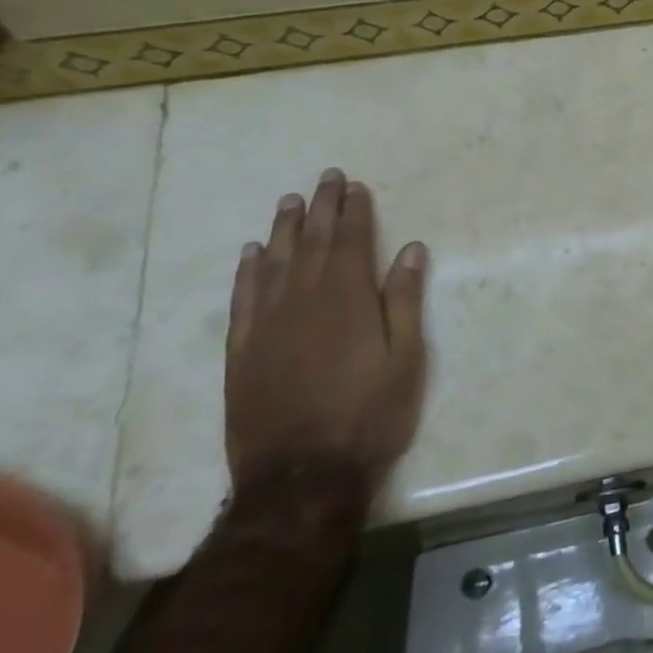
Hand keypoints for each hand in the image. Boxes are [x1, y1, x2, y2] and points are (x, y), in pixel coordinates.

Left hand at [225, 168, 428, 494]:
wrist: (302, 474)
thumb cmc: (369, 414)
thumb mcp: (406, 359)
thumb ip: (405, 301)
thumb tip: (410, 250)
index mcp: (348, 298)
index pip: (351, 241)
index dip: (354, 211)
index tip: (356, 186)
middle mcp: (304, 299)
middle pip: (312, 242)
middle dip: (321, 207)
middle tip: (326, 178)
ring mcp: (267, 324)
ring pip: (275, 262)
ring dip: (284, 229)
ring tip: (289, 201)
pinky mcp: (242, 350)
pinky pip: (243, 298)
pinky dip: (248, 271)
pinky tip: (252, 253)